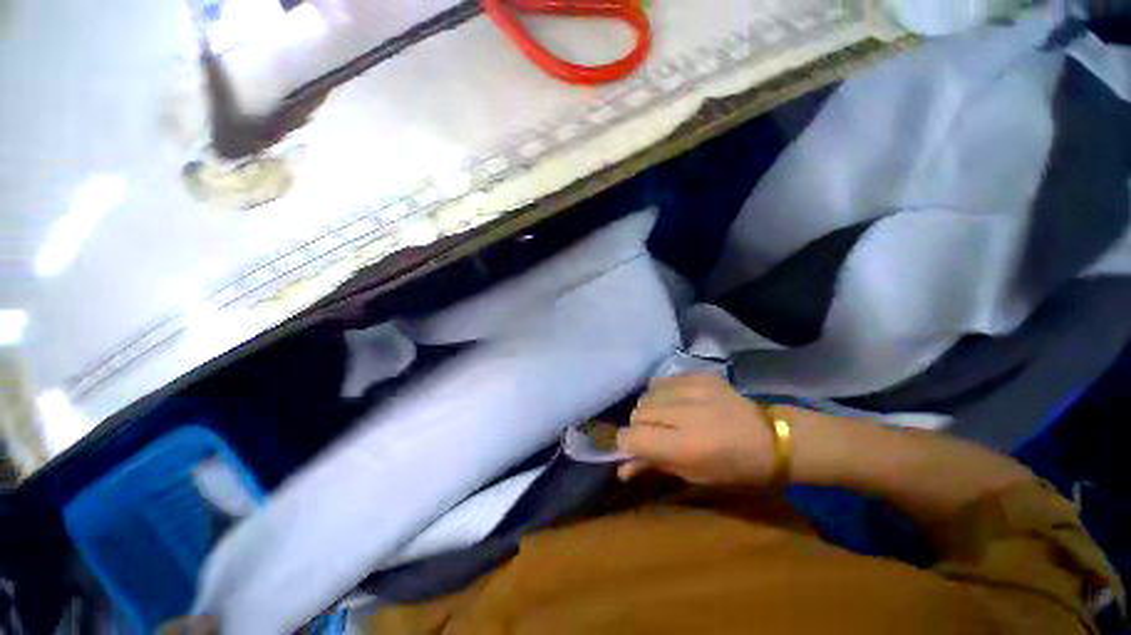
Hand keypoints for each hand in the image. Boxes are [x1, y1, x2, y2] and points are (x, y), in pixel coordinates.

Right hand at [617, 374, 775, 485]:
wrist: (772, 438)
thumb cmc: (733, 467)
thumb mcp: (692, 474)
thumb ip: (654, 465)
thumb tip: (621, 467)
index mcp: (684, 446)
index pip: (631, 436)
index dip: (627, 443)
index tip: (635, 448)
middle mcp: (684, 413)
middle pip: (637, 413)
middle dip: (641, 426)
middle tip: (658, 435)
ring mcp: (693, 389)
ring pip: (647, 394)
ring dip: (651, 408)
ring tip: (668, 416)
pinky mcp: (700, 375)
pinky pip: (664, 380)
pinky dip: (664, 392)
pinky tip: (679, 401)